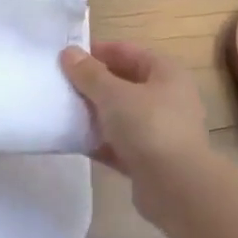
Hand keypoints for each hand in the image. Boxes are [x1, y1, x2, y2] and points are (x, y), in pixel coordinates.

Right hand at [61, 41, 210, 213]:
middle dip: (93, 84)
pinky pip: (118, 144)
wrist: (175, 186)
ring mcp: (159, 131)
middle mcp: (168, 98)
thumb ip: (89, 74)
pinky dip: (99, 142)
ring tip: (63, 110)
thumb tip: (69, 52)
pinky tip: (73, 141)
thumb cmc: (148, 127)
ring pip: (121, 115)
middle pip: (125, 83)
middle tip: (61, 84)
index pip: (129, 52)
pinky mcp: (149, 159)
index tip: (68, 57)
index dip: (99, 51)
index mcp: (167, 74)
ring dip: (94, 114)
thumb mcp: (113, 94)